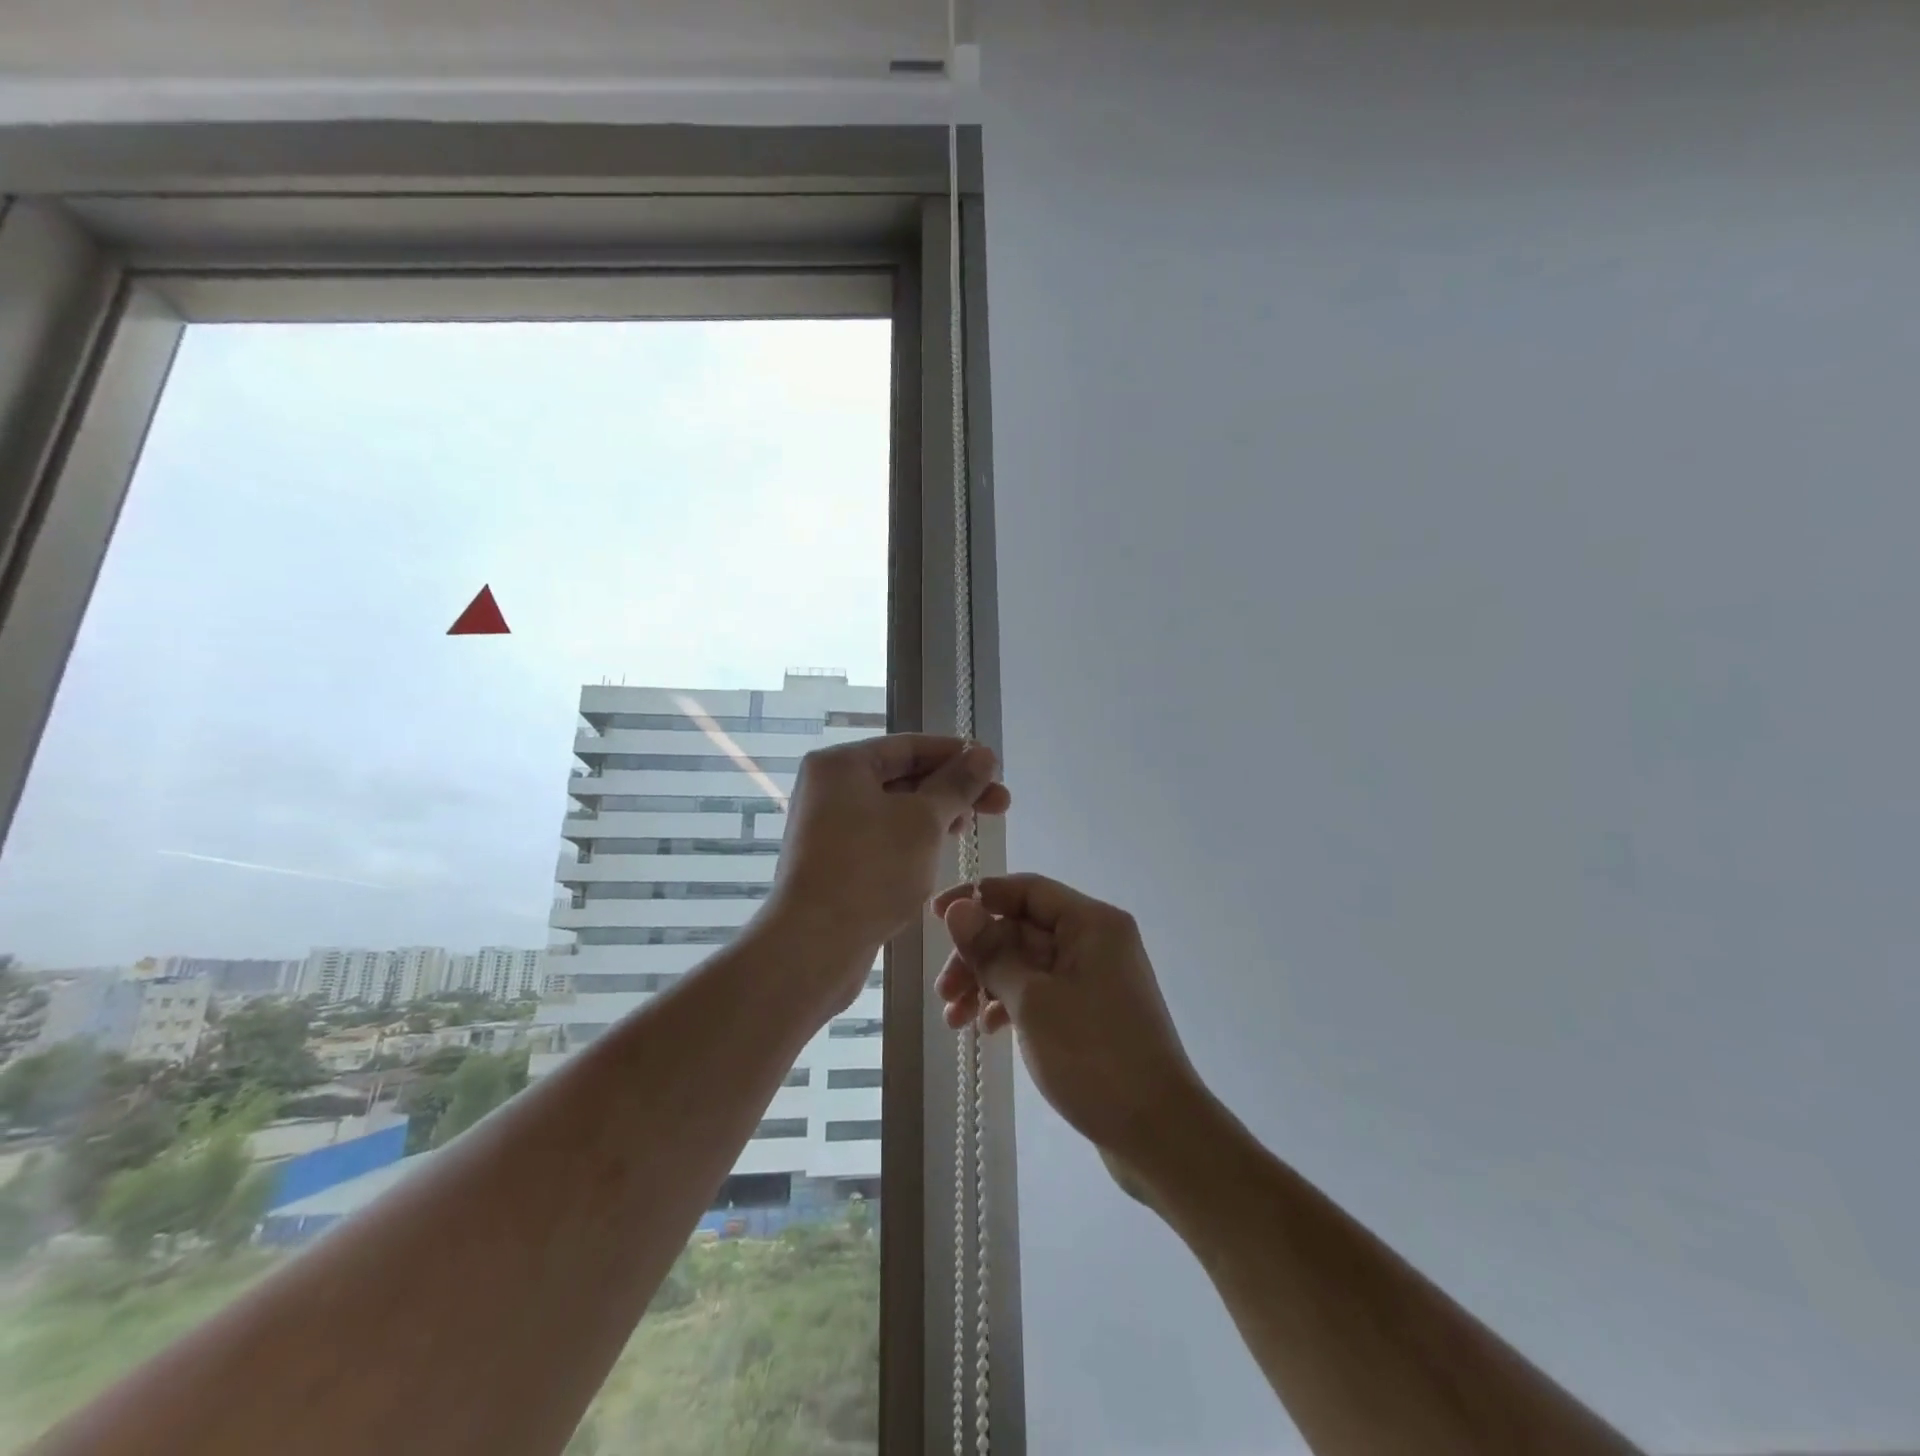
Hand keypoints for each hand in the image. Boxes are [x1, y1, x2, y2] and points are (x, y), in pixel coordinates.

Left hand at [767, 735, 1009, 991]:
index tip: (996, 767)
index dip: (957, 754)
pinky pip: (882, 836)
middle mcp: (830, 788)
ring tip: (971, 828)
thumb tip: (984, 755)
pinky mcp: (835, 860)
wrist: (813, 945)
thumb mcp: (923, 821)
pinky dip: (913, 838)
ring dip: (936, 814)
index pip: (910, 746)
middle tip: (1001, 804)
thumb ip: (957, 784)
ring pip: (895, 809)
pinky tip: (940, 851)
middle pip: (903, 775)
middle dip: (952, 788)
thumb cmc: (870, 870)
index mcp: (841, 764)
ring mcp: (829, 826)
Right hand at [934, 874, 1205, 1174]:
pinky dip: (1010, 1004)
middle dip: (978, 955)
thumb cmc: (1094, 1056)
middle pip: (1022, 929)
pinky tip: (986, 1029)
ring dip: (987, 984)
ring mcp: (1095, 978)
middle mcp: (1096, 941)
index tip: (935, 916)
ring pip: (1027, 964)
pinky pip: (1041, 992)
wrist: (1159, 1134)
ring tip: (953, 1020)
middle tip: (943, 991)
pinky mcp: (1091, 1012)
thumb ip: (992, 951)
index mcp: (1091, 923)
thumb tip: (958, 908)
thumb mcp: (1033, 1000)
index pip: (1026, 890)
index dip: (978, 896)